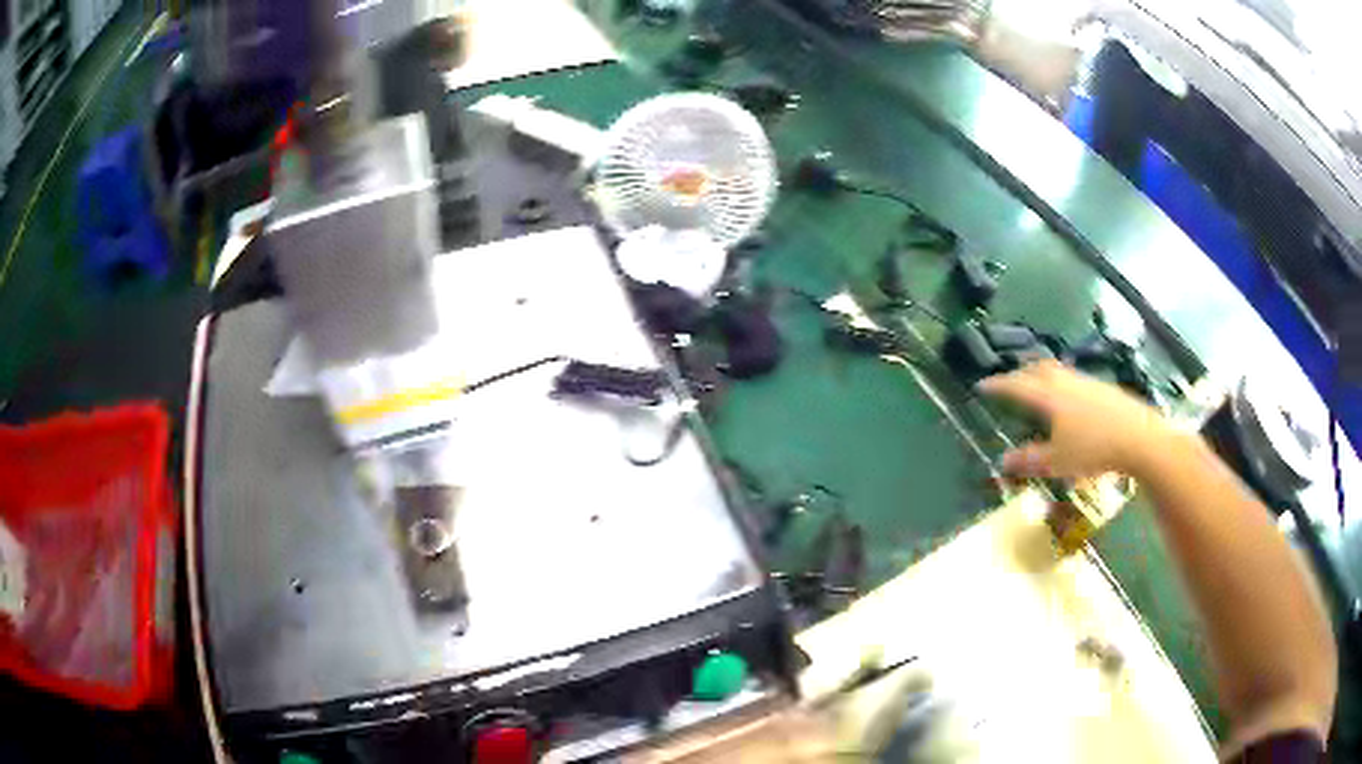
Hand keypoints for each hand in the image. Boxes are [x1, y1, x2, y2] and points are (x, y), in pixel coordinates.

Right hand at [978, 360, 1172, 478]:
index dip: (998, 385)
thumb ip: (1029, 461)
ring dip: (1042, 375)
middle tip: (1010, 383)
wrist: (1139, 437)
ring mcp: (1087, 382)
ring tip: (1038, 388)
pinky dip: (1062, 384)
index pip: (1017, 385)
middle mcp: (1065, 382)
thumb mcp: (1057, 462)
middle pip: (1037, 369)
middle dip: (1020, 373)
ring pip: (1058, 371)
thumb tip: (1001, 461)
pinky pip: (1074, 379)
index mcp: (1049, 397)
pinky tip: (1070, 401)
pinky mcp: (1103, 388)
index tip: (982, 385)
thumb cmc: (1094, 450)